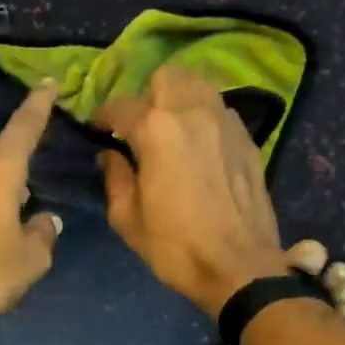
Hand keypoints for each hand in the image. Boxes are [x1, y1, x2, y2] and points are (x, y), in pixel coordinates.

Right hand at [96, 66, 289, 315]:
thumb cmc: (175, 246)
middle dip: (146, 95)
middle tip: (139, 125)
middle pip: (166, 77)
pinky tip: (199, 145)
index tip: (97, 130)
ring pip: (199, 86)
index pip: (121, 106)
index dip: (103, 116)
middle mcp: (193, 112)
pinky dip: (204, 116)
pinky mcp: (247, 139)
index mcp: (156, 130)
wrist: (239, 267)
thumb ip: (115, 178)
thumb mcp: (128, 218)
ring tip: (171, 128)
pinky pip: (220, 110)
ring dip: (179, 99)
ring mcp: (226, 122)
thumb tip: (109, 156)